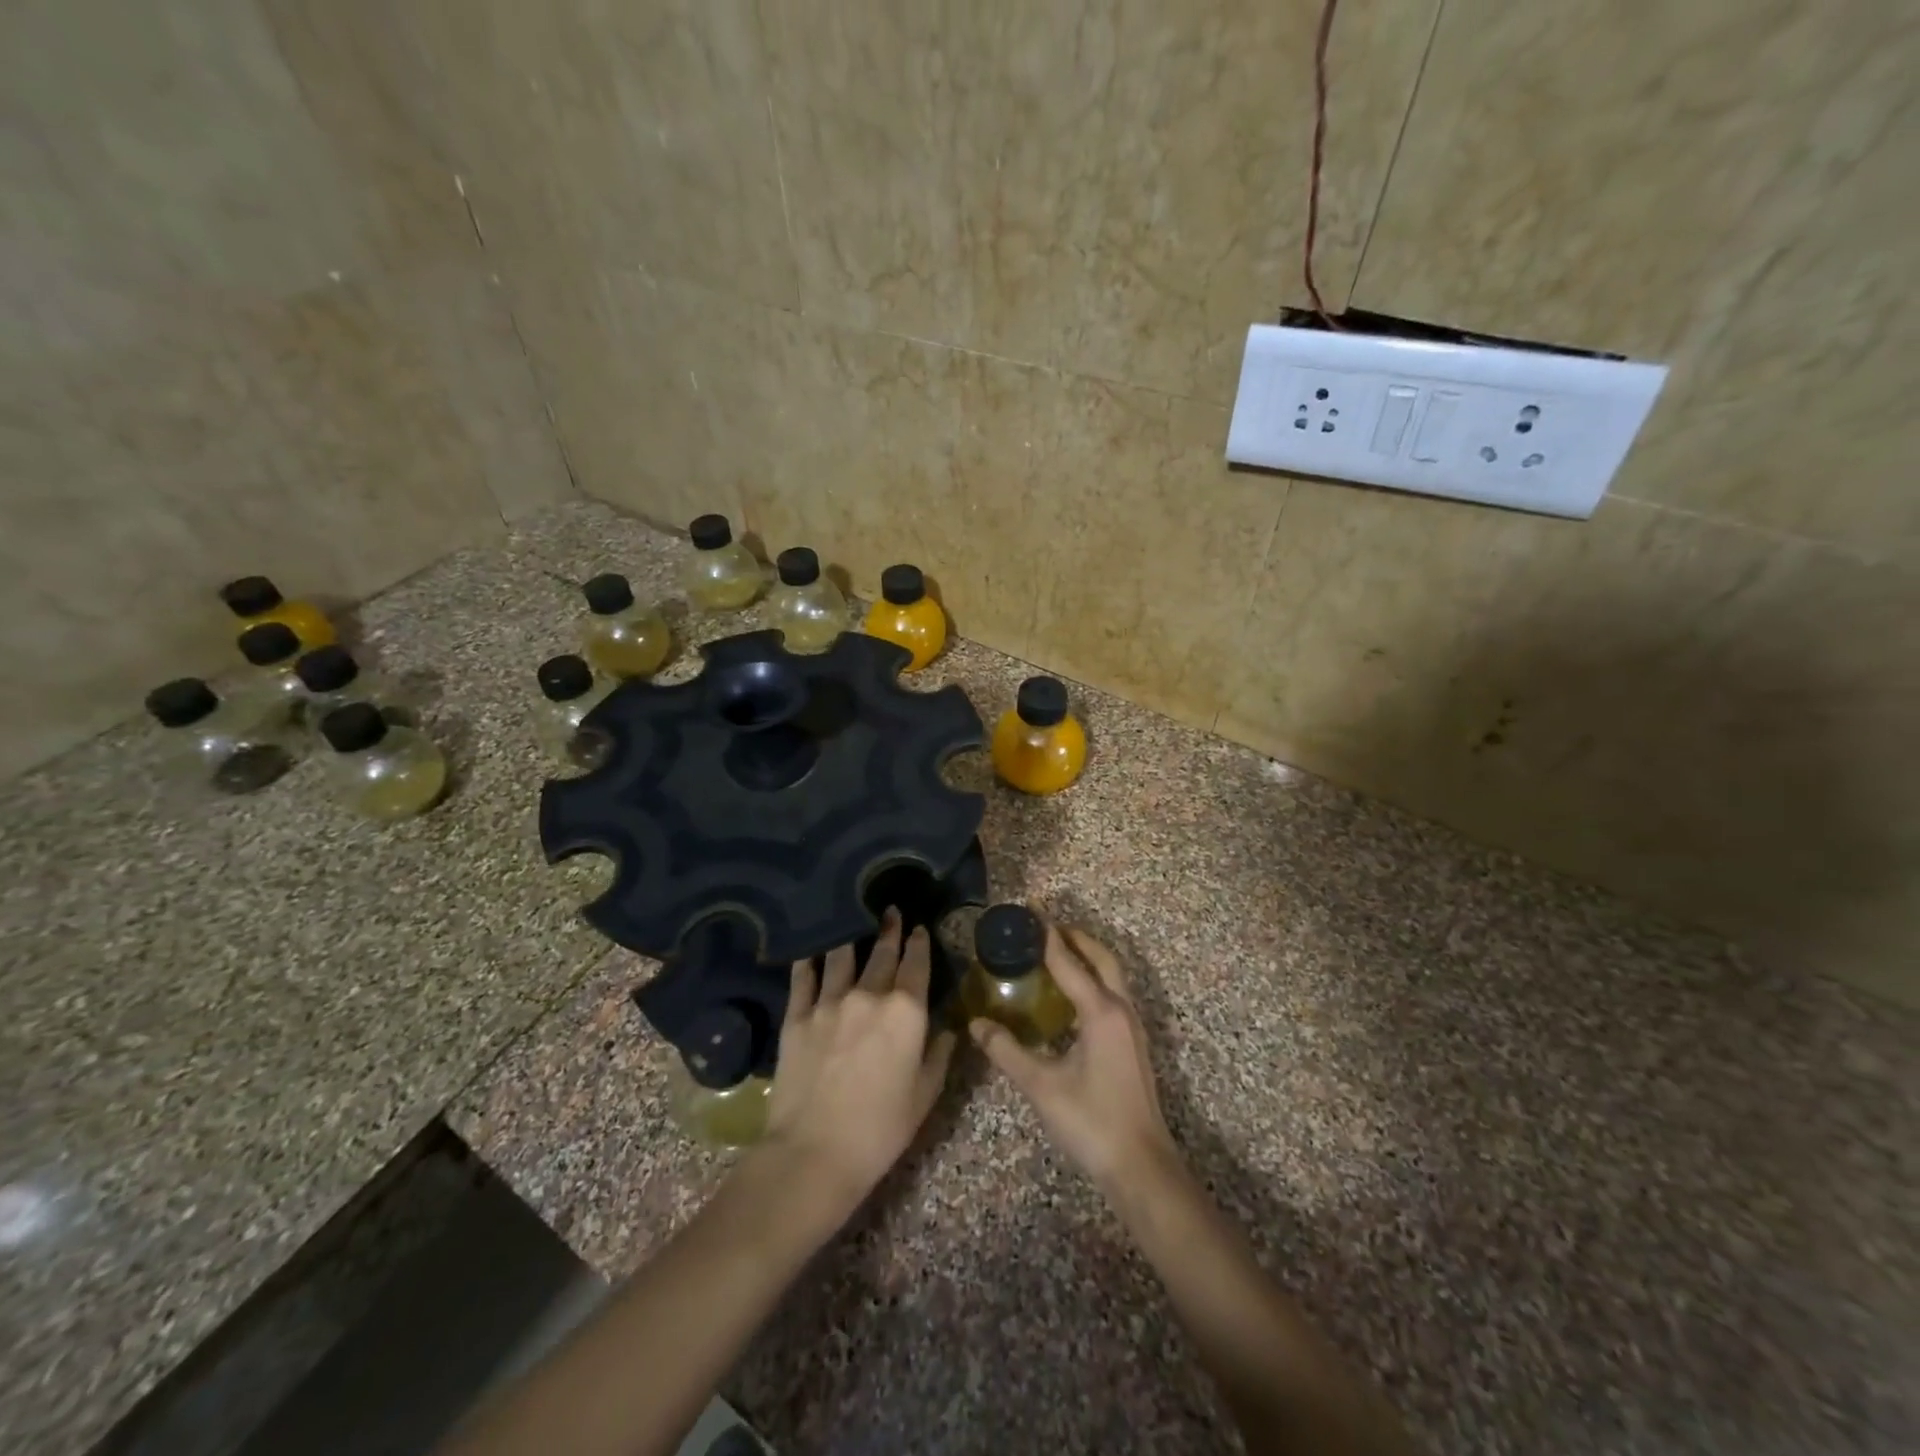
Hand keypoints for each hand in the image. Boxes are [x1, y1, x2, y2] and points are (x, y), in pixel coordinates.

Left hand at [761, 913, 956, 1220]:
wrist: (814, 1152)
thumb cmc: (880, 1129)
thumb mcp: (924, 1096)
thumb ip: (939, 1056)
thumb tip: (948, 1029)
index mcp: (907, 1011)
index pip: (916, 964)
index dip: (919, 942)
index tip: (919, 927)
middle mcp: (869, 994)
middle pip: (882, 953)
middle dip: (889, 930)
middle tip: (890, 912)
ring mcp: (829, 1002)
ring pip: (842, 956)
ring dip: (851, 937)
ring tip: (851, 921)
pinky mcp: (797, 1016)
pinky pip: (804, 977)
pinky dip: (809, 960)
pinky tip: (810, 949)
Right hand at [970, 924, 1179, 1190]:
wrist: (1141, 1166)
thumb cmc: (1091, 1122)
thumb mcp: (1041, 1086)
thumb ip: (1006, 1051)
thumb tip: (976, 1025)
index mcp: (1100, 1011)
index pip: (1069, 961)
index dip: (1046, 935)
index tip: (1030, 910)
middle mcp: (1121, 1009)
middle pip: (1101, 958)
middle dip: (1074, 936)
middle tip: (1044, 926)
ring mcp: (1132, 1026)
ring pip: (1112, 975)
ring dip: (1087, 956)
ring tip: (1056, 952)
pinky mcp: (1133, 1043)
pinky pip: (1113, 994)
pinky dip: (1094, 979)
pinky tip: (1072, 996)